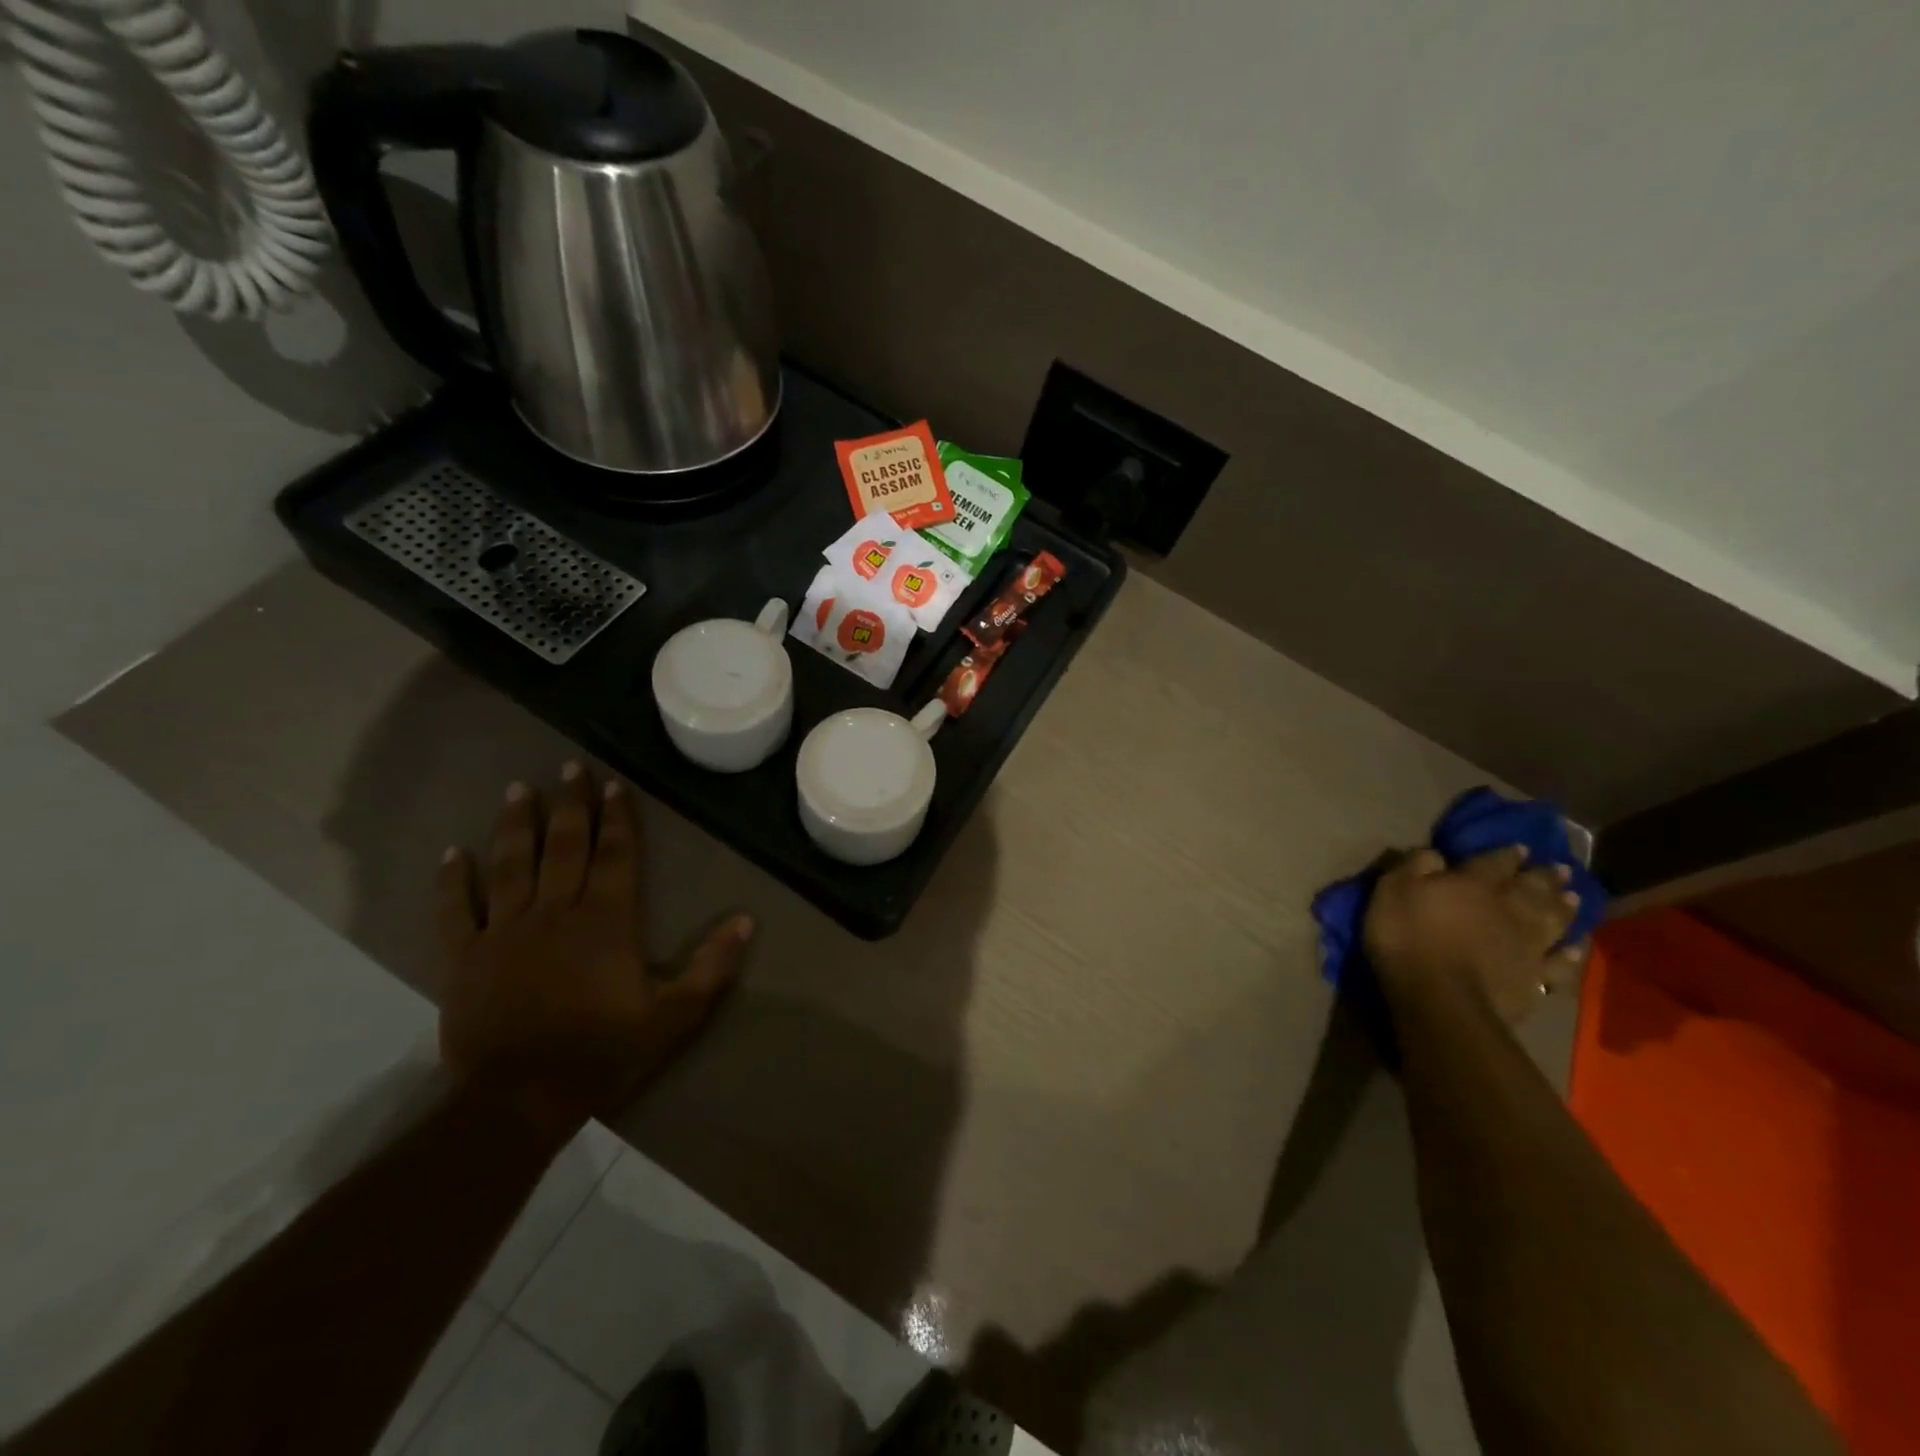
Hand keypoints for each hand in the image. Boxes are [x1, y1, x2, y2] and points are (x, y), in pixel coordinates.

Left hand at [436, 763, 752, 1144]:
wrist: (520, 1100)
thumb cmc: (603, 1053)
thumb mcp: (675, 1015)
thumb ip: (712, 965)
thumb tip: (746, 920)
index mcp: (606, 921)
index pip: (615, 854)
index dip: (616, 817)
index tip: (612, 784)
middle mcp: (555, 912)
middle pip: (563, 846)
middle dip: (568, 804)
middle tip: (568, 767)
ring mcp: (505, 931)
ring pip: (511, 864)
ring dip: (515, 824)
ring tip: (519, 788)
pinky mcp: (466, 958)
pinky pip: (457, 910)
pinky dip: (453, 880)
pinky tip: (452, 852)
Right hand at [1363, 846, 1585, 1024]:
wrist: (1440, 997)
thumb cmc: (1408, 937)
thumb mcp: (1393, 890)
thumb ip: (1414, 866)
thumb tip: (1436, 853)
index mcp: (1474, 884)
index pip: (1495, 862)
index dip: (1508, 854)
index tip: (1521, 848)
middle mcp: (1509, 908)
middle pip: (1533, 888)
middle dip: (1546, 877)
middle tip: (1562, 870)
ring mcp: (1528, 945)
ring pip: (1554, 920)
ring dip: (1565, 908)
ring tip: (1574, 899)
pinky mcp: (1535, 979)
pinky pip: (1560, 964)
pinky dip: (1570, 955)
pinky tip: (1575, 948)